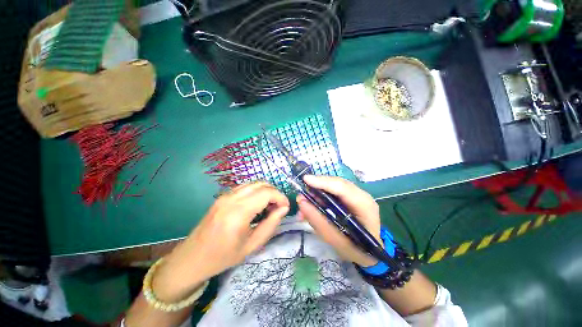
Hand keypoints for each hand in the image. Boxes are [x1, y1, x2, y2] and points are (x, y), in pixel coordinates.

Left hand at [153, 182, 289, 301]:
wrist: (193, 258)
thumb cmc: (223, 257)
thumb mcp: (252, 246)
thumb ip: (270, 225)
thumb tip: (284, 208)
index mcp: (238, 213)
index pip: (266, 193)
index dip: (280, 197)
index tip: (285, 207)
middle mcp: (231, 198)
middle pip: (261, 184)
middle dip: (274, 192)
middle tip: (278, 207)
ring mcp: (225, 195)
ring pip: (253, 183)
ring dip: (266, 190)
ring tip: (269, 205)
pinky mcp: (223, 196)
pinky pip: (245, 186)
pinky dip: (256, 190)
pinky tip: (257, 203)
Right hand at [297, 175, 380, 266]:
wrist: (371, 253)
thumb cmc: (357, 250)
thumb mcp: (335, 240)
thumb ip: (318, 220)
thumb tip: (301, 202)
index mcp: (364, 206)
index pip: (342, 187)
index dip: (323, 182)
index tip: (305, 180)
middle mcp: (362, 195)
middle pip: (337, 183)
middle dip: (317, 186)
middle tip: (302, 195)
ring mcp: (357, 195)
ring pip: (333, 186)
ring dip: (317, 192)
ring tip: (304, 203)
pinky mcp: (350, 197)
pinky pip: (333, 191)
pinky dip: (321, 196)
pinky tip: (312, 205)